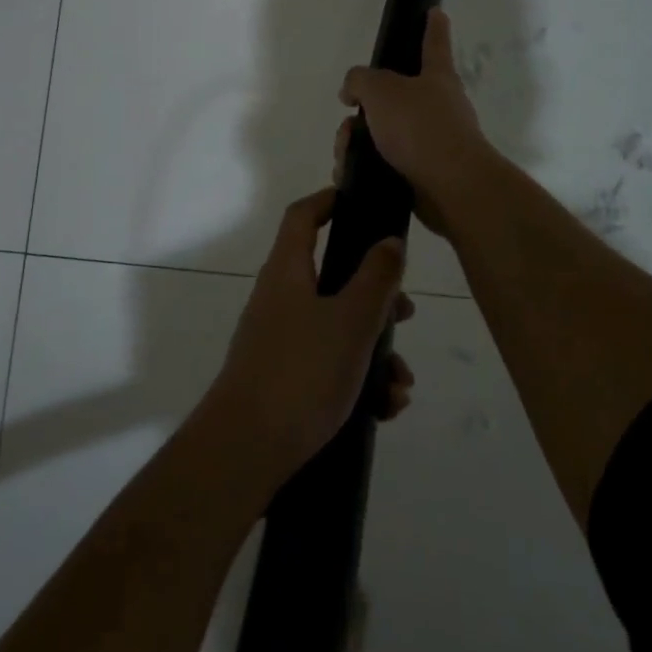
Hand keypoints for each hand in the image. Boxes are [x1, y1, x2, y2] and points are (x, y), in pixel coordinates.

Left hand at [199, 187, 415, 486]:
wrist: (246, 450)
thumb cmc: (302, 373)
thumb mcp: (351, 321)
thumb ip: (376, 278)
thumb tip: (390, 241)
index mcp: (288, 272)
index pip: (303, 216)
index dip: (329, 200)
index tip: (361, 202)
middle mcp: (280, 300)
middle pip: (332, 278)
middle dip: (376, 297)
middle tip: (405, 315)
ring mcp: (279, 341)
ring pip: (337, 328)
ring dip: (375, 351)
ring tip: (401, 386)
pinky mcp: (284, 379)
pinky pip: (328, 365)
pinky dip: (358, 380)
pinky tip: (384, 409)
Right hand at [337, 8, 493, 235]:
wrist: (450, 186)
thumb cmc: (420, 127)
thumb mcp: (380, 90)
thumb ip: (359, 81)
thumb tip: (351, 91)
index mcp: (436, 77)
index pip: (433, 43)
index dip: (432, 25)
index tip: (435, 11)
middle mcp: (437, 106)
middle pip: (392, 97)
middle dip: (363, 108)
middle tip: (349, 118)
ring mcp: (431, 141)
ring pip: (382, 132)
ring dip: (356, 141)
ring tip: (345, 154)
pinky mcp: (421, 172)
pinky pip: (383, 163)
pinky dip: (363, 166)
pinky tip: (349, 174)